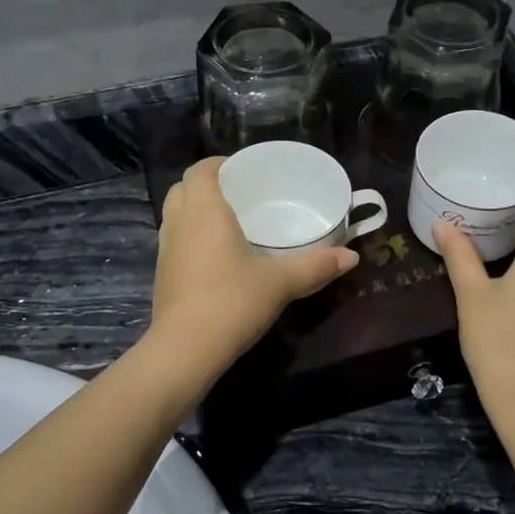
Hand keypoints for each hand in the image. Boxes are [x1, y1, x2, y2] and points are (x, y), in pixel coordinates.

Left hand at [148, 157, 357, 377]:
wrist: (185, 349)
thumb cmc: (232, 302)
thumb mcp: (280, 282)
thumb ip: (316, 266)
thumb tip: (352, 256)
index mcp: (205, 211)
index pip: (200, 170)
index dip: (218, 164)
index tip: (242, 171)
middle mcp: (180, 223)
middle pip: (182, 188)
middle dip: (205, 185)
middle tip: (238, 195)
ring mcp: (166, 250)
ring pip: (174, 215)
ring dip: (194, 210)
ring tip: (227, 223)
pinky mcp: (162, 275)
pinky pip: (174, 240)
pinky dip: (189, 236)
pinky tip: (216, 257)